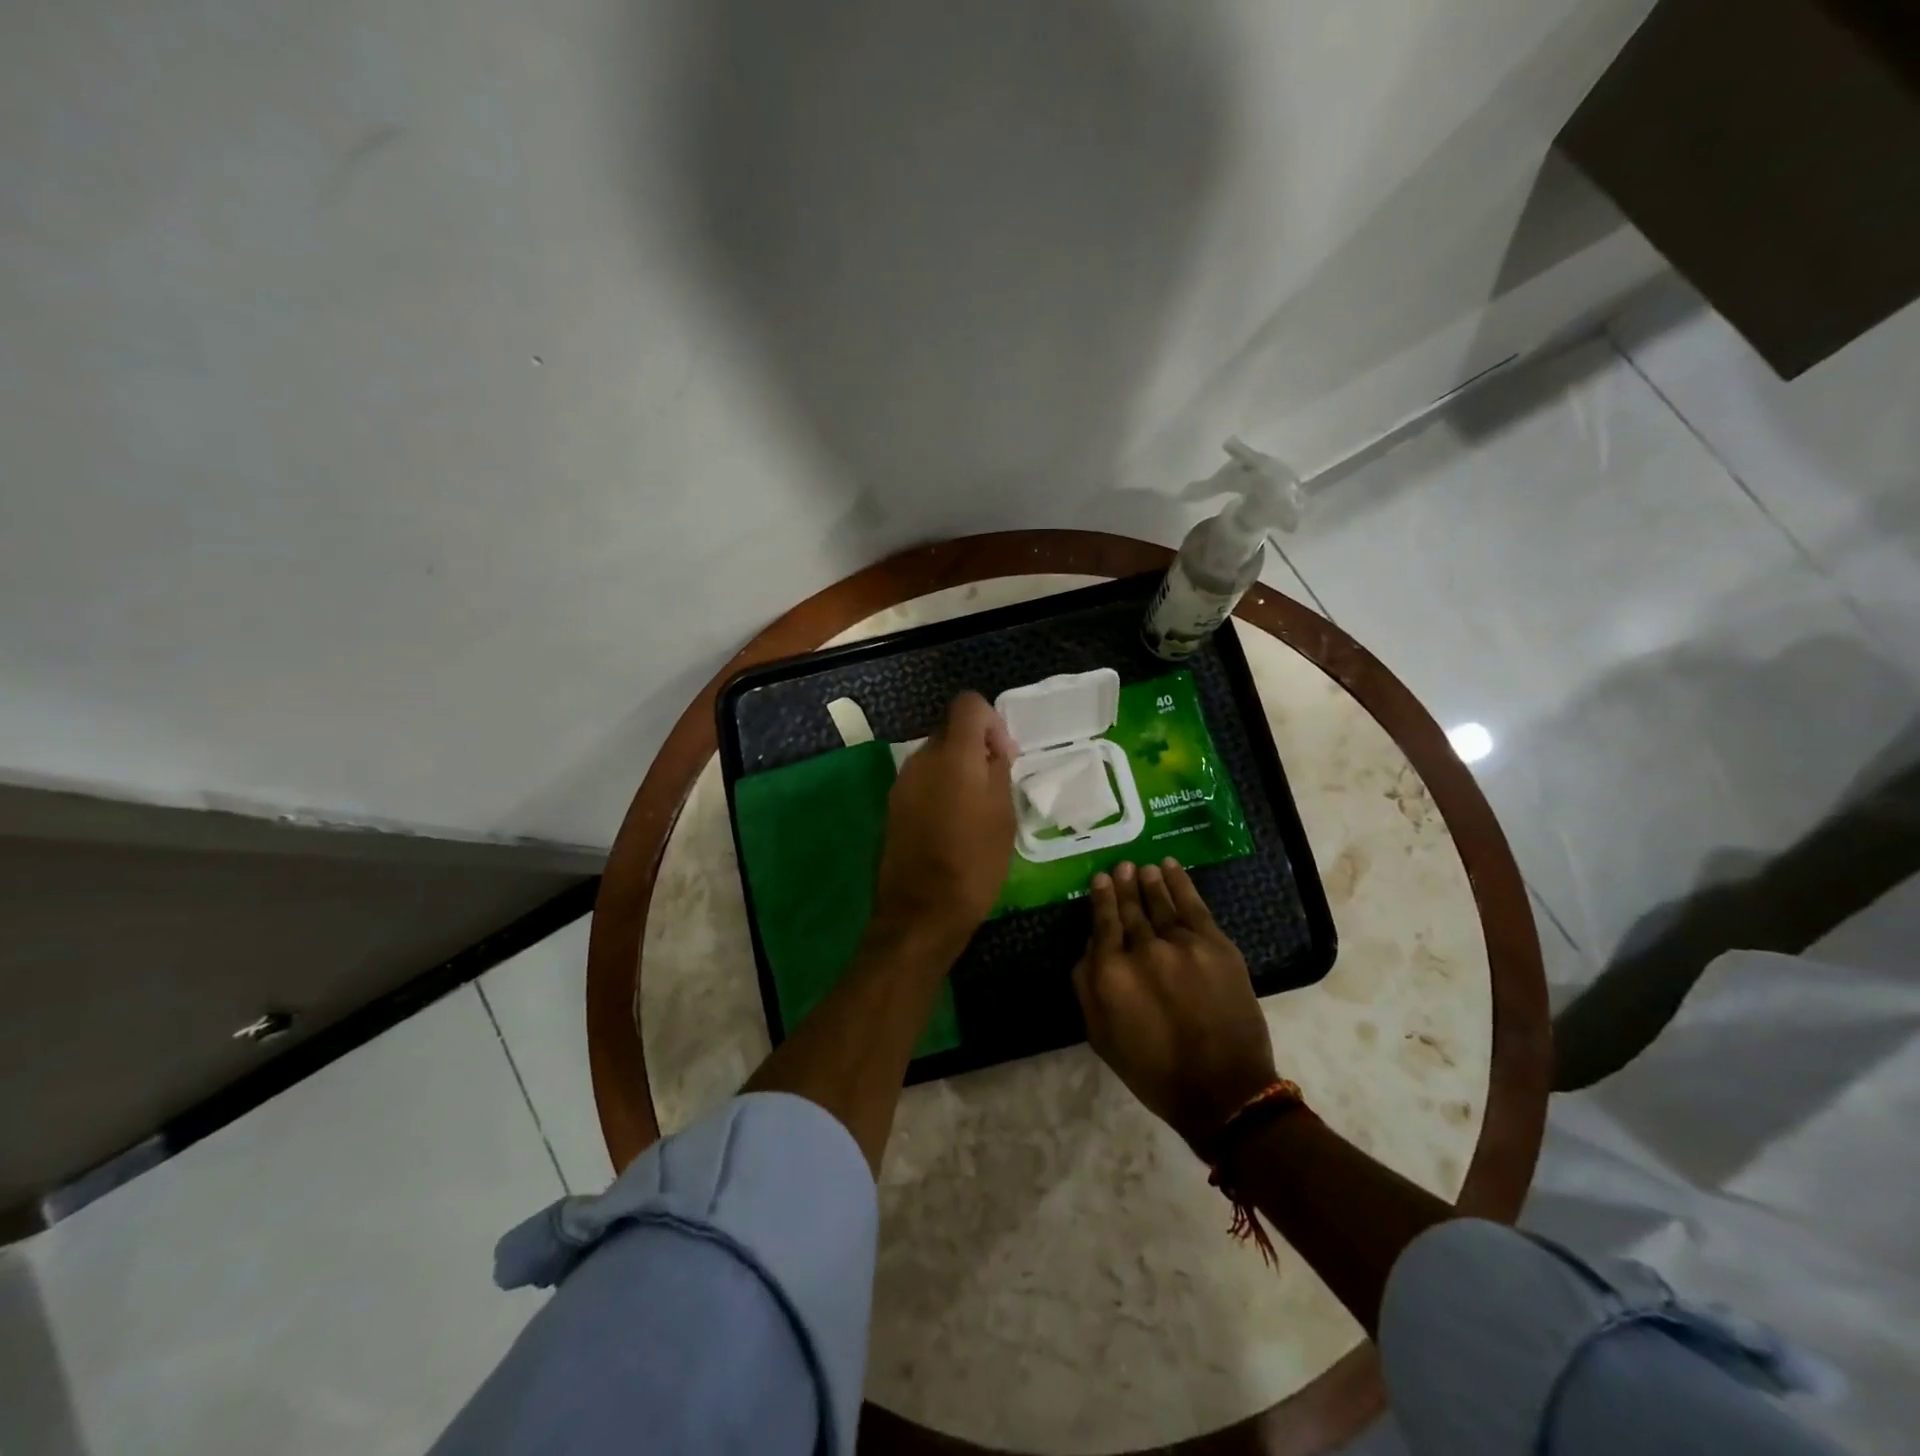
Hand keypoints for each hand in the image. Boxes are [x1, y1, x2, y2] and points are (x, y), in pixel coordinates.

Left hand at [870, 692, 1016, 953]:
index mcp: (953, 755)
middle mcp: (921, 759)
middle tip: (996, 784)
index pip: (968, 704)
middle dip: (975, 747)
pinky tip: (952, 824)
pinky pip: (922, 781)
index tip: (1003, 755)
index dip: (991, 721)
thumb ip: (998, 770)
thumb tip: (993, 749)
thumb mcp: (1003, 814)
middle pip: (950, 731)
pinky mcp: (893, 805)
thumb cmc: (974, 862)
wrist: (922, 911)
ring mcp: (902, 782)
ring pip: (936, 757)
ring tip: (975, 809)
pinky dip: (940, 789)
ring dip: (957, 770)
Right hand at [1072, 859, 1279, 1157]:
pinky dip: (1181, 883)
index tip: (1100, 879)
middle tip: (1121, 867)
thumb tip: (1089, 945)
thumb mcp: (1101, 1035)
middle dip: (1123, 885)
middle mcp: (1142, 950)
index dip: (1101, 898)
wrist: (1223, 1089)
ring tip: (1143, 868)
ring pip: (1160, 902)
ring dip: (1150, 882)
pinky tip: (1170, 868)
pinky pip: (1193, 905)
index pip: (1102, 923)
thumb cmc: (1153, 1069)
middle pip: (1130, 908)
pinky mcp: (1215, 945)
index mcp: (1111, 973)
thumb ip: (1087, 985)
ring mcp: (1181, 944)